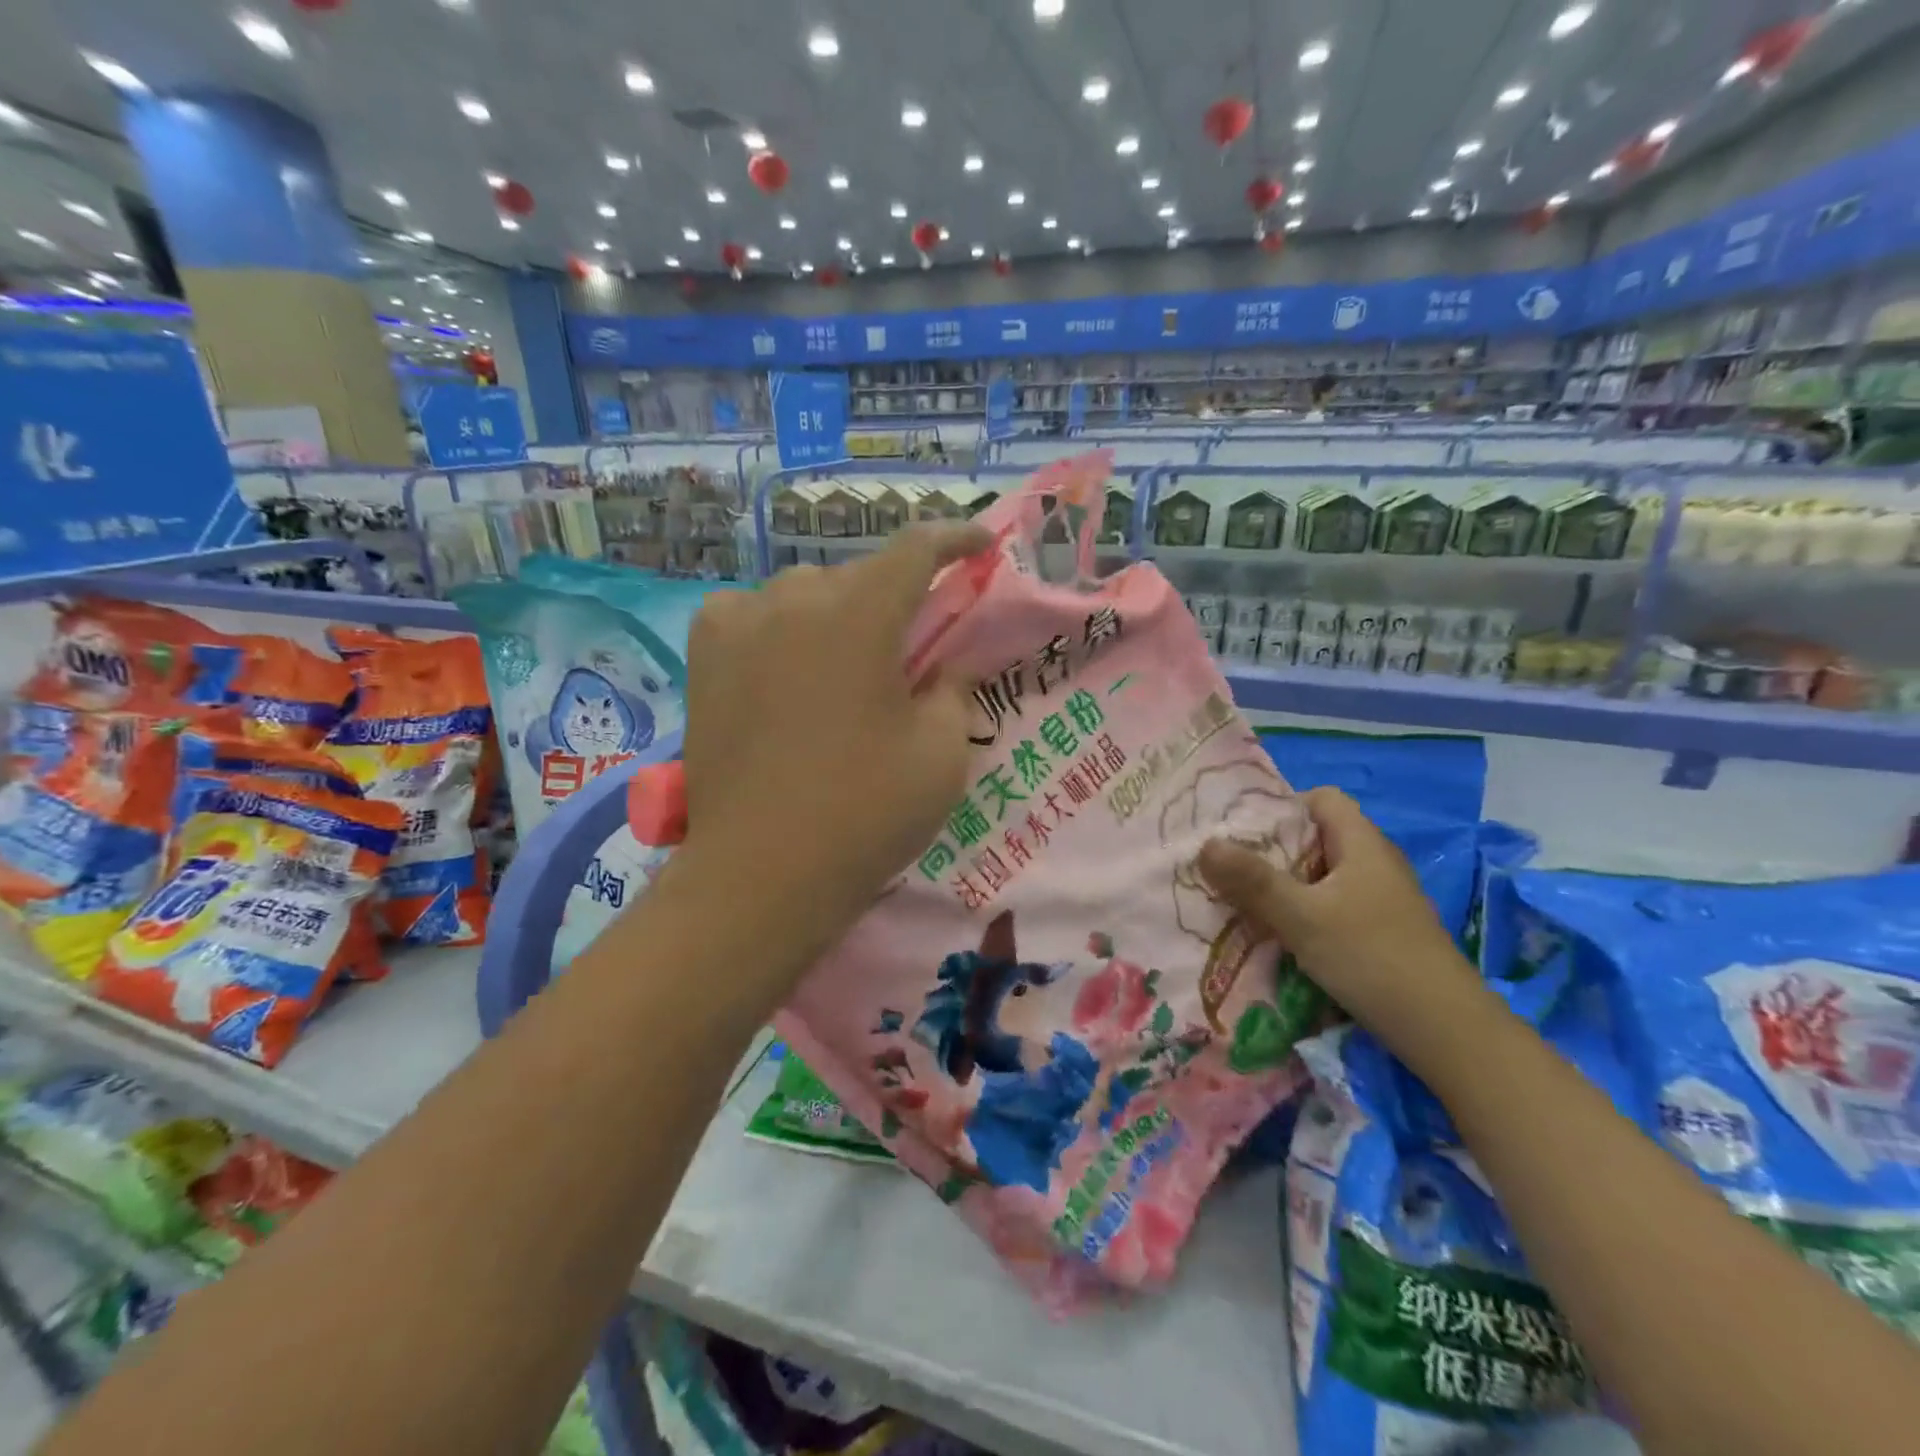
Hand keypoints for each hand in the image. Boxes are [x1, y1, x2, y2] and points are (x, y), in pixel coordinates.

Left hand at [677, 523, 989, 962]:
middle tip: (912, 640)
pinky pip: (751, 613)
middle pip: (859, 574)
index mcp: (861, 614)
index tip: (979, 544)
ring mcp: (739, 623)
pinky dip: (779, 625)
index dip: (954, 539)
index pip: (915, 549)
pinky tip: (785, 661)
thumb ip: (954, 689)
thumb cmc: (866, 812)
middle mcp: (795, 600)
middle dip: (895, 595)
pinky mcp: (703, 655)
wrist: (763, 871)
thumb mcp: (942, 752)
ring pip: (803, 592)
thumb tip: (943, 665)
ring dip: (836, 611)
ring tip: (847, 660)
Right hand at [1197, 788, 1487, 1064]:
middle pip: (1317, 837)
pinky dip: (1304, 911)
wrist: (1446, 1030)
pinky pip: (1333, 904)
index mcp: (1362, 843)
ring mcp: (1382, 898)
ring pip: (1323, 875)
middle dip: (1272, 848)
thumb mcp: (1301, 917)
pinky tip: (1281, 934)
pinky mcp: (1382, 930)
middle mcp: (1374, 862)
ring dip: (1285, 884)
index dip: (1282, 805)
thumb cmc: (1371, 957)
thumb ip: (1252, 881)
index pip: (1321, 799)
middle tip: (1230, 865)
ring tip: (1244, 900)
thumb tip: (1205, 844)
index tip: (1243, 828)